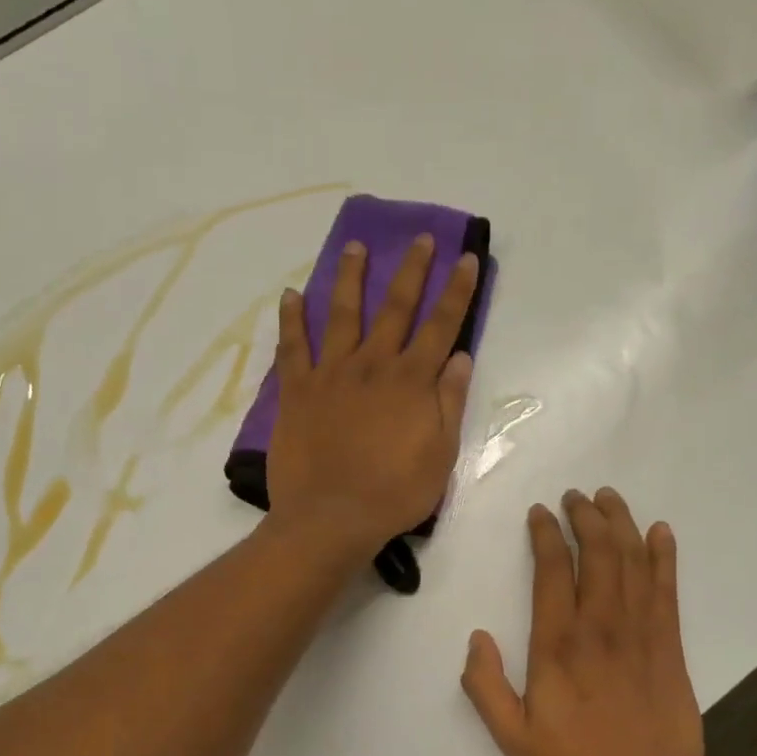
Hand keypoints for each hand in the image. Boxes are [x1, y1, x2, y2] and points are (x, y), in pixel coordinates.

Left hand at [267, 234, 478, 560]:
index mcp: (412, 382)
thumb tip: (461, 357)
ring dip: (349, 278)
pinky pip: (292, 347)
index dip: (457, 291)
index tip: (466, 258)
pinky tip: (290, 295)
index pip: (441, 326)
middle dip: (411, 270)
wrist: (332, 517)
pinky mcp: (296, 391)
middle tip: (418, 238)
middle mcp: (373, 366)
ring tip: (354, 247)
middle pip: (395, 308)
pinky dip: (291, 319)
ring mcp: (331, 374)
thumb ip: (449, 402)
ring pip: (341, 314)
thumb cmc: (395, 493)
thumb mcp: (440, 454)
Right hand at [462, 488, 713, 755]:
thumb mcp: (513, 740)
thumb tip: (477, 638)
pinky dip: (663, 555)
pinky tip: (660, 532)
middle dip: (586, 517)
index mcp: (559, 647)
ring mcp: (641, 632)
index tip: (540, 513)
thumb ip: (486, 688)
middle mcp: (601, 628)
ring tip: (608, 498)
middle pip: (598, 554)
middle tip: (575, 496)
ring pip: (632, 562)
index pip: (553, 572)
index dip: (546, 535)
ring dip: (621, 524)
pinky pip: (667, 588)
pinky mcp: (669, 644)